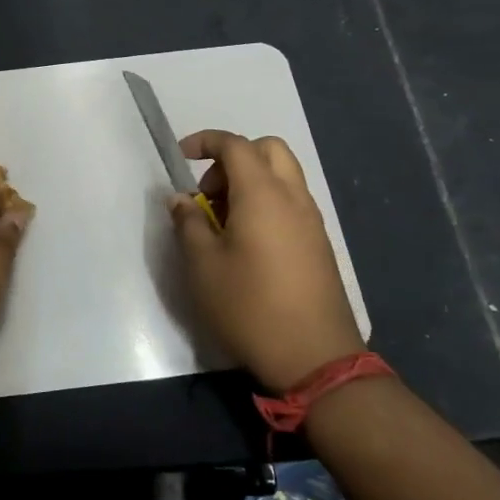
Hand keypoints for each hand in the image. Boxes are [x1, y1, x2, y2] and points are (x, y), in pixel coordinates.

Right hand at [169, 130, 363, 392]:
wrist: (315, 358)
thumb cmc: (250, 306)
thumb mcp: (202, 266)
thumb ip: (188, 223)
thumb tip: (181, 198)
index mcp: (262, 194)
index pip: (235, 145)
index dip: (205, 141)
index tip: (181, 156)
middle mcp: (292, 197)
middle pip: (268, 150)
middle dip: (233, 158)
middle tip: (209, 190)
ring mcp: (311, 221)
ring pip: (283, 176)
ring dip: (251, 181)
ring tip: (223, 220)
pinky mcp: (319, 244)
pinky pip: (291, 202)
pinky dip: (267, 202)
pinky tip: (247, 241)